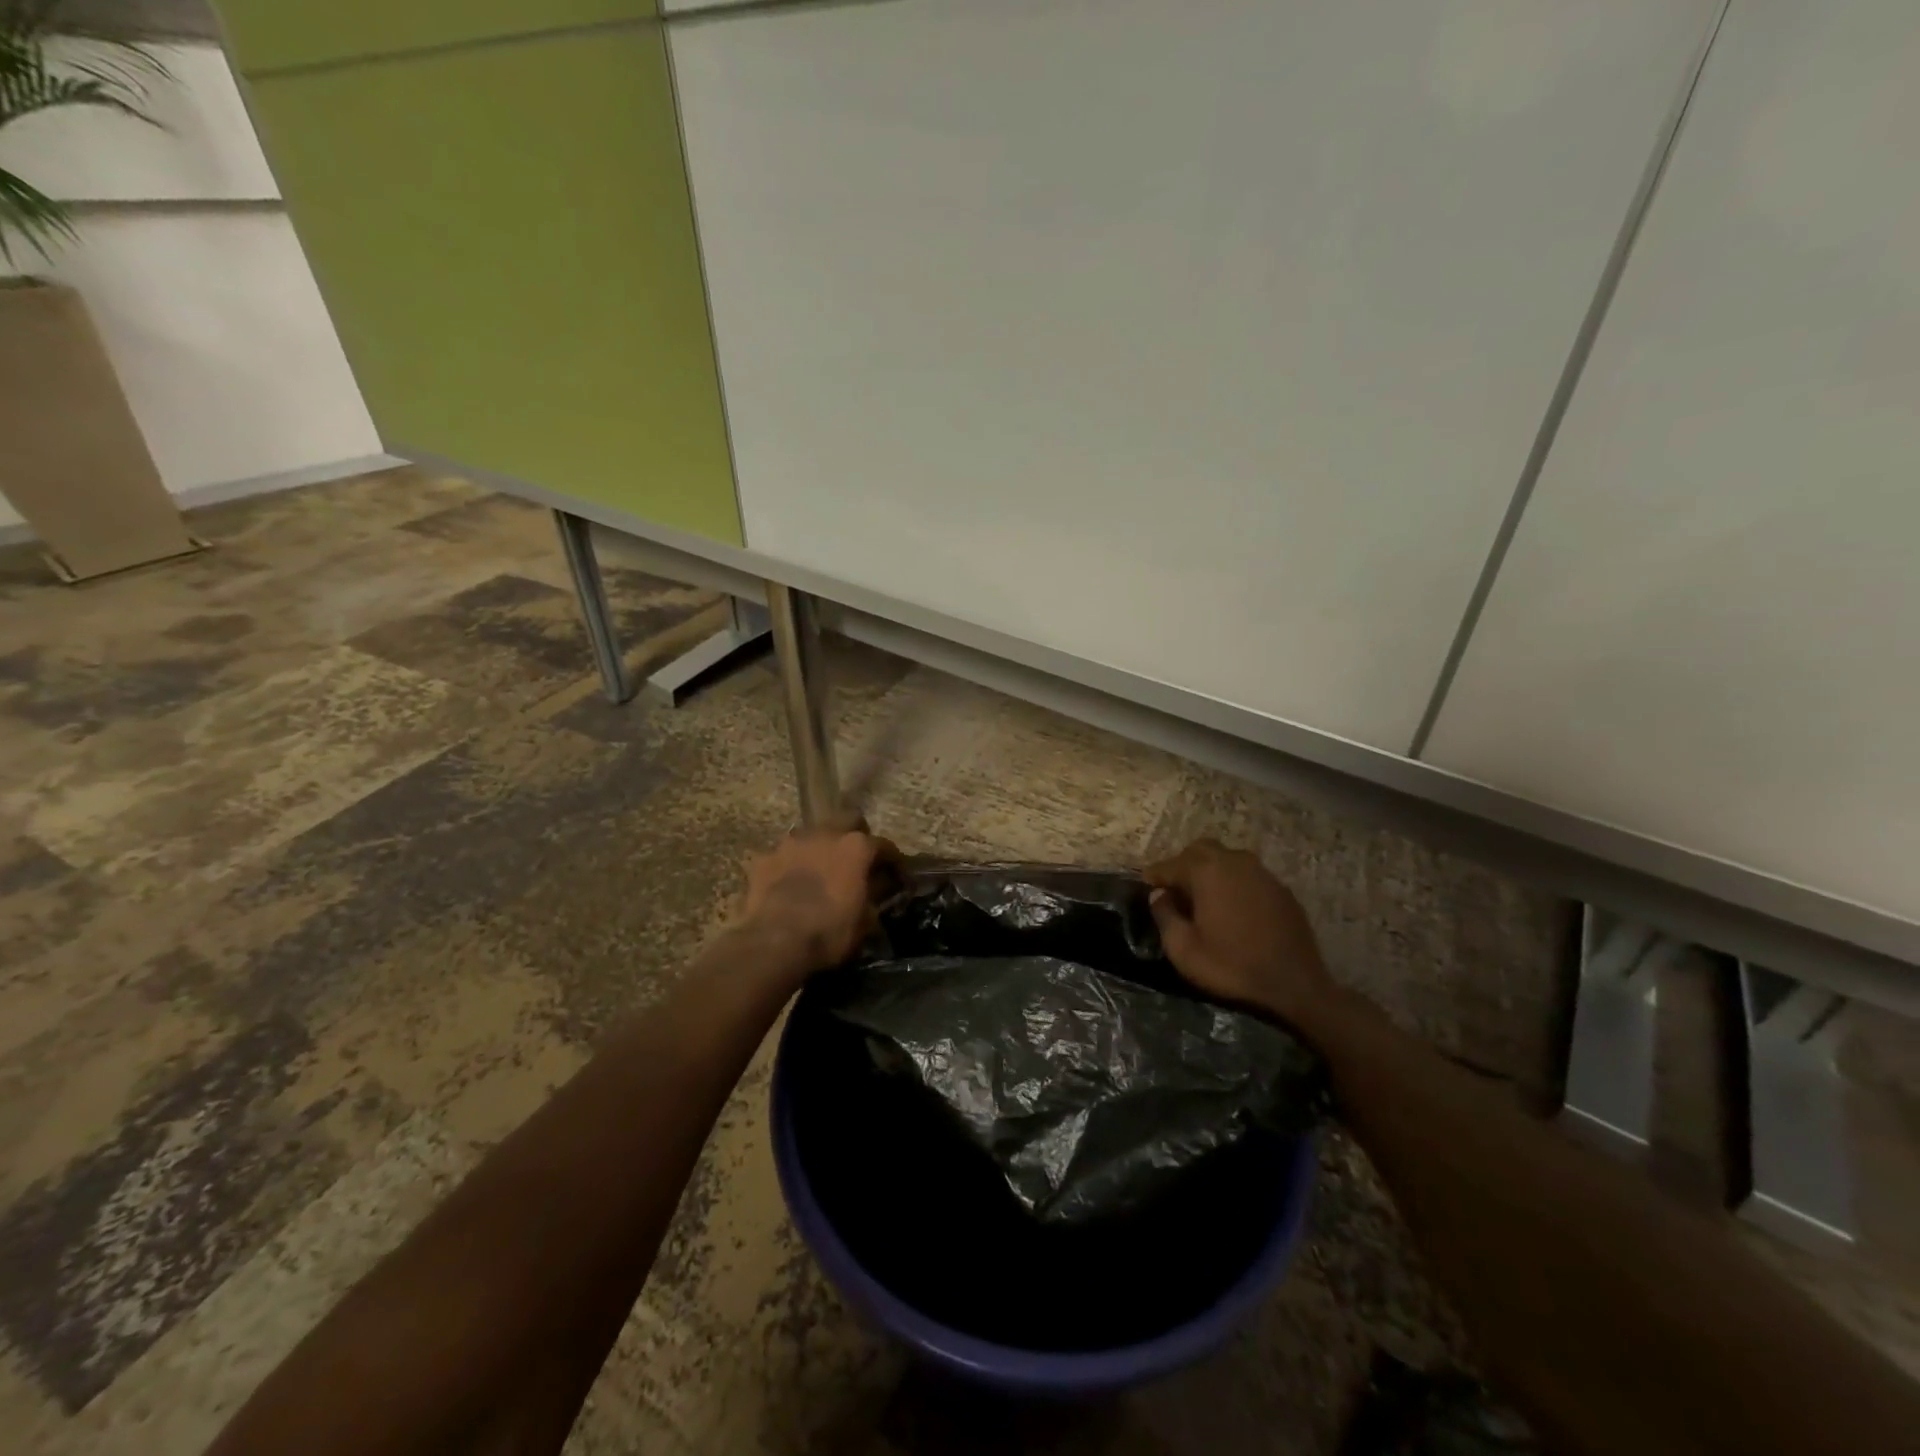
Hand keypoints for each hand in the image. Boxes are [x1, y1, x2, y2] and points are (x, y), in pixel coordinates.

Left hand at [740, 816, 898, 975]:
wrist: (773, 943)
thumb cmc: (828, 932)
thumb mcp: (865, 921)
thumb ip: (873, 896)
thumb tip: (879, 888)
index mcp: (856, 847)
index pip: (883, 845)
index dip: (892, 860)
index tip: (896, 874)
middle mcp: (825, 833)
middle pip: (847, 820)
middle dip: (855, 835)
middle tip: (856, 860)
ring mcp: (790, 843)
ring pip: (811, 835)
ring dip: (819, 848)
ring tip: (819, 870)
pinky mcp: (763, 858)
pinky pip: (782, 856)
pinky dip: (788, 866)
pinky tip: (787, 884)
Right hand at [1144, 839, 1333, 1028]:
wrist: (1295, 985)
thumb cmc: (1232, 966)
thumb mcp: (1184, 949)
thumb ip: (1165, 915)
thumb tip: (1159, 895)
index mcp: (1206, 871)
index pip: (1170, 865)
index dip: (1154, 877)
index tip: (1145, 887)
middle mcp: (1234, 861)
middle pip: (1199, 850)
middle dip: (1182, 866)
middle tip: (1175, 891)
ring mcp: (1261, 872)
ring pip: (1226, 859)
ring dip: (1210, 871)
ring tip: (1203, 898)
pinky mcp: (1280, 888)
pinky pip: (1248, 875)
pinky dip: (1233, 882)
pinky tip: (1232, 907)